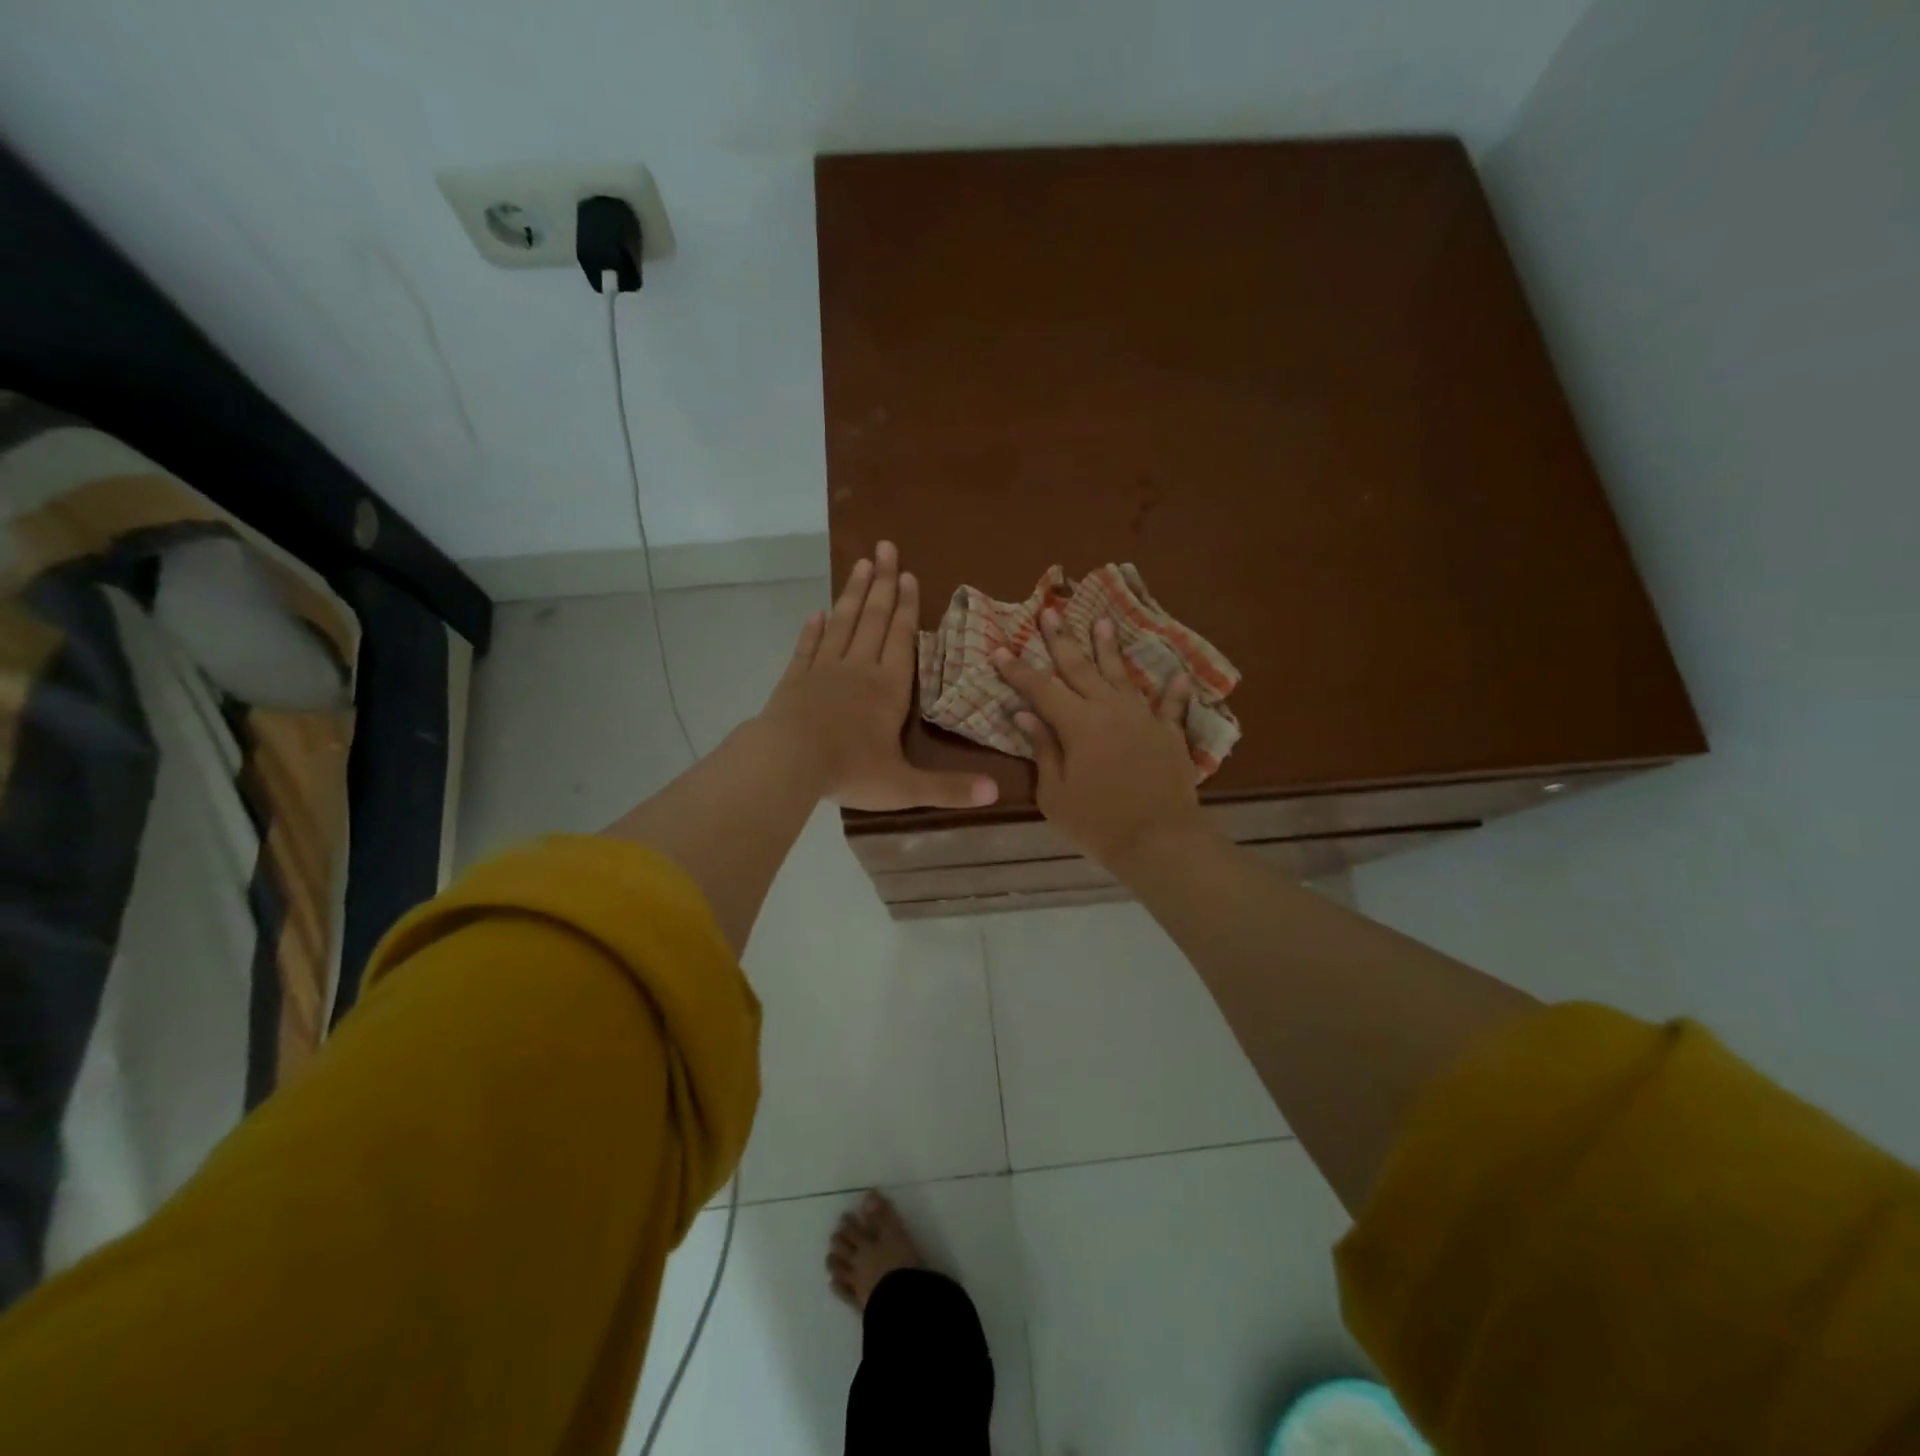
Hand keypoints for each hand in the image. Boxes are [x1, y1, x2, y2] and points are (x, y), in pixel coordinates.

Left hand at [760, 541, 997, 811]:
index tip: (908, 575)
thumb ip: (948, 789)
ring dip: (852, 594)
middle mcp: (858, 670)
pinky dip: (812, 630)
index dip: (906, 608)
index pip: (901, 640)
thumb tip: (995, 794)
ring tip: (860, 563)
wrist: (787, 762)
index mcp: (888, 689)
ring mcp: (823, 671)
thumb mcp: (904, 787)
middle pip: (873, 619)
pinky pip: (806, 648)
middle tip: (886, 548)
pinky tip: (816, 613)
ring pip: (842, 624)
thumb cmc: (850, 771)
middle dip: (882, 584)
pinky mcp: (795, 680)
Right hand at [993, 610, 1209, 867]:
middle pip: (1080, 668)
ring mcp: (1142, 718)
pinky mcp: (1169, 734)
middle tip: (1050, 611)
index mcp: (1077, 724)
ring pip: (1122, 675)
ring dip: (1109, 648)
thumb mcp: (1055, 793)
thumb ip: (1043, 749)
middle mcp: (1109, 709)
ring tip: (1102, 621)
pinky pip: (1171, 706)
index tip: (1000, 650)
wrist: (1159, 839)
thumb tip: (1025, 715)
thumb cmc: (1097, 822)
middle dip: (1062, 640)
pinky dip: (1174, 691)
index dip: (1018, 670)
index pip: (1041, 688)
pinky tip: (1177, 674)